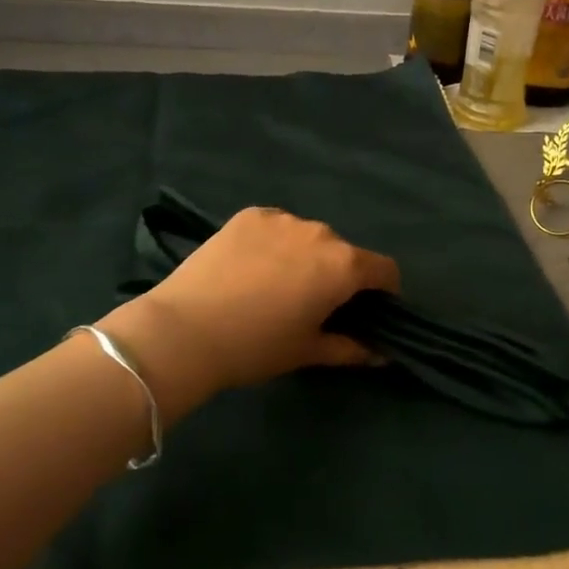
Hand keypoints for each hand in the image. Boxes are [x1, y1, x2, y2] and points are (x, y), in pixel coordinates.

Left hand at [96, 207, 399, 419]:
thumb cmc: (256, 346)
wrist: (184, 330)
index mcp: (343, 265)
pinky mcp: (250, 214)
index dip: (384, 292)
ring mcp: (283, 218)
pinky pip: (277, 227)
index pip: (385, 269)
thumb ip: (351, 348)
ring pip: (309, 237)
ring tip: (275, 286)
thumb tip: (381, 354)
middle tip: (314, 305)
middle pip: (345, 252)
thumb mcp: (307, 352)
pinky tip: (251, 268)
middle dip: (339, 276)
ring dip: (306, 256)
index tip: (367, 312)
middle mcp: (320, 232)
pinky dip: (275, 243)